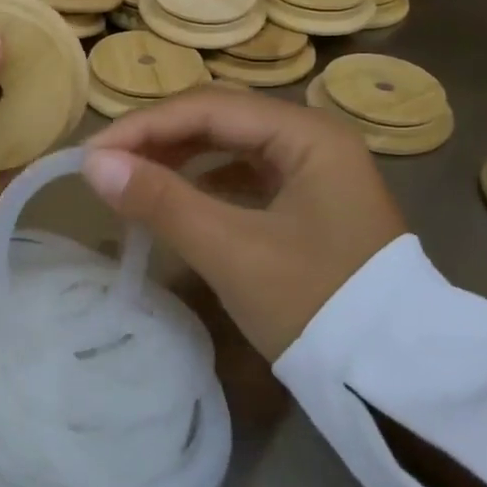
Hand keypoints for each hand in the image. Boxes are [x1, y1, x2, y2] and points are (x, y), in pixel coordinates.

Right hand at [83, 90, 406, 359]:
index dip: (144, 126)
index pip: (210, 107)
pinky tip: (178, 197)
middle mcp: (314, 136)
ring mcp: (316, 168)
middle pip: (221, 119)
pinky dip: (206, 182)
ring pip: (232, 145)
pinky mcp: (311, 201)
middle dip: (160, 137)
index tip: (92, 154)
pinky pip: (246, 174)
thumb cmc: (316, 304)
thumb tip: (93, 165)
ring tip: (132, 178)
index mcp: (307, 133)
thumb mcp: (232, 252)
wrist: (395, 379)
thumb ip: (162, 201)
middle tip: (106, 165)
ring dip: (180, 157)